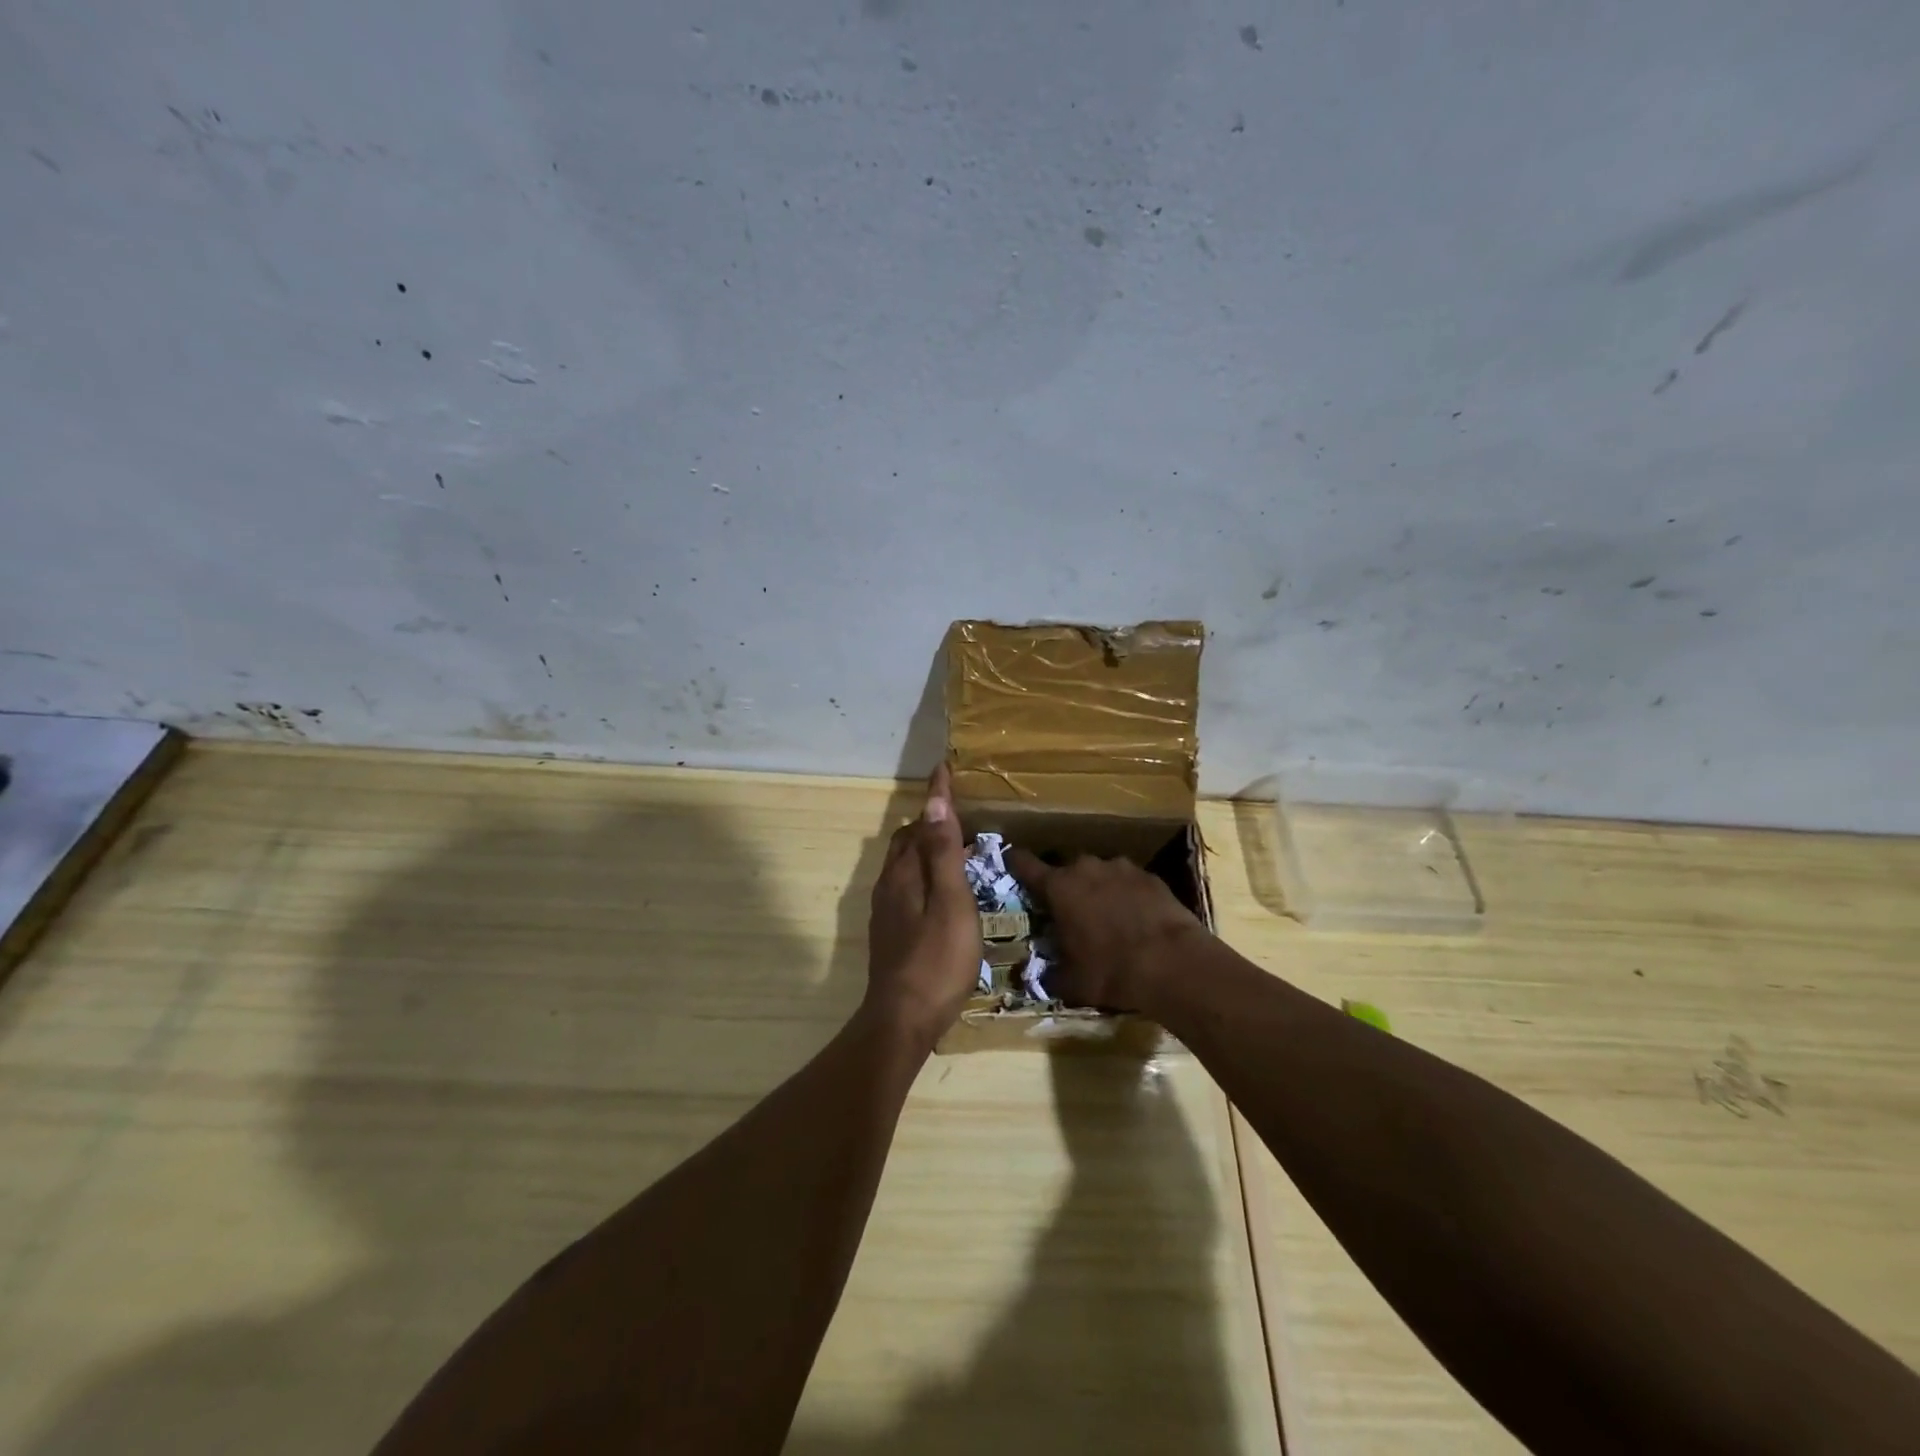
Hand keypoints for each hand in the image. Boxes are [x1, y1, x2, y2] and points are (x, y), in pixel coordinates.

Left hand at [864, 765, 981, 1048]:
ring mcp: (887, 911)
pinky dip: (923, 874)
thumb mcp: (950, 903)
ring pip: (904, 866)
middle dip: (928, 823)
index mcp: (903, 874)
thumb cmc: (936, 960)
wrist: (902, 1021)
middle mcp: (889, 885)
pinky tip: (941, 893)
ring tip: (955, 851)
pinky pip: (906, 887)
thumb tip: (934, 803)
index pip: (920, 823)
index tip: (944, 769)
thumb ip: (943, 854)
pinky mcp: (891, 933)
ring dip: (925, 850)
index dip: (935, 797)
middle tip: (960, 818)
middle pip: (906, 842)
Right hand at [1006, 848, 1203, 1010]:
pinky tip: (1136, 919)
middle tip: (1068, 911)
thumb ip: (1050, 975)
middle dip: (1065, 886)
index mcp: (1059, 887)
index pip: (1025, 864)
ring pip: (1100, 874)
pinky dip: (1127, 895)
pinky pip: (1129, 882)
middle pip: (1067, 870)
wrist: (1172, 963)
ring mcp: (1121, 868)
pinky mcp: (1150, 876)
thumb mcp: (1072, 982)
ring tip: (1106, 916)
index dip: (1016, 862)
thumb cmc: (1110, 971)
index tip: (1010, 861)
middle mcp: (1086, 868)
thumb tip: (1035, 978)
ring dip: (1098, 889)